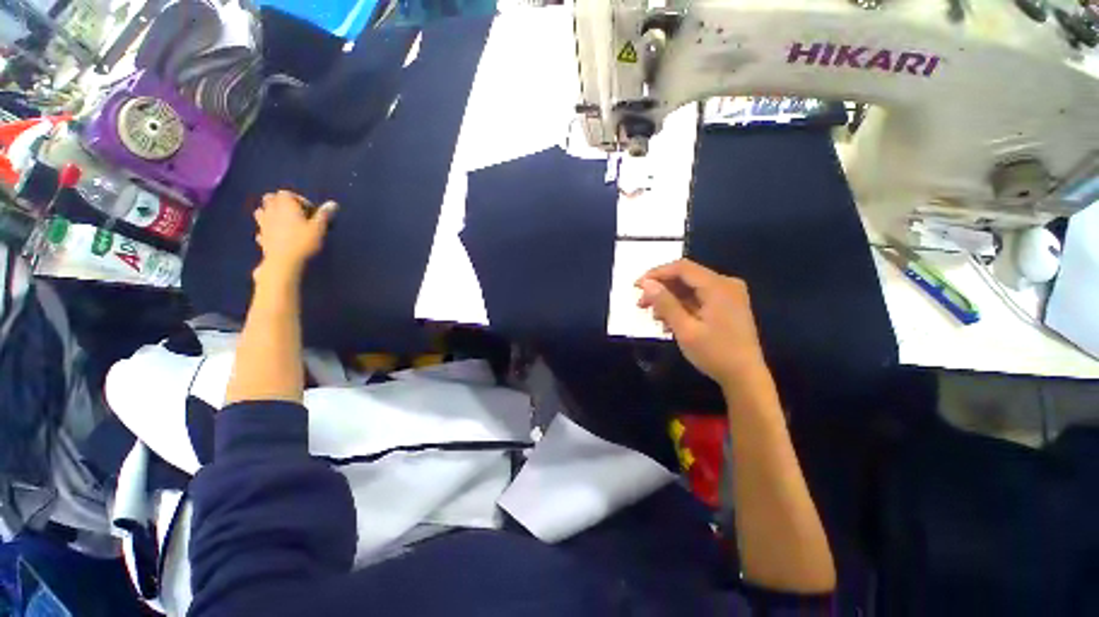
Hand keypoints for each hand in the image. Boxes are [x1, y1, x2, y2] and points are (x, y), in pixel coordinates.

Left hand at [253, 190, 336, 278]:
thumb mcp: (317, 228)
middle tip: (288, 211)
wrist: (283, 266)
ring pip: (260, 214)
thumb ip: (323, 215)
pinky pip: (260, 234)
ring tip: (275, 221)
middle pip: (270, 199)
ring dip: (266, 214)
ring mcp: (265, 227)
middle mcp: (273, 212)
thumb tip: (333, 204)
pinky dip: (263, 233)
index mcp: (286, 204)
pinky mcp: (262, 242)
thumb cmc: (301, 244)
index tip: (308, 211)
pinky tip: (267, 239)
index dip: (298, 200)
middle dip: (277, 202)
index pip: (288, 194)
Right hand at [636, 259, 765, 387]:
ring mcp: (732, 294)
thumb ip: (666, 304)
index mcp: (717, 285)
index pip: (682, 268)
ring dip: (674, 299)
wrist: (746, 376)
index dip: (657, 274)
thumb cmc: (715, 354)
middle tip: (642, 306)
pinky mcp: (733, 306)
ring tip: (657, 319)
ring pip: (696, 288)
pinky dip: (688, 306)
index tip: (636, 288)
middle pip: (689, 276)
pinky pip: (706, 297)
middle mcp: (727, 283)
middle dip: (664, 289)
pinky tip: (675, 322)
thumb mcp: (686, 330)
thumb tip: (647, 283)